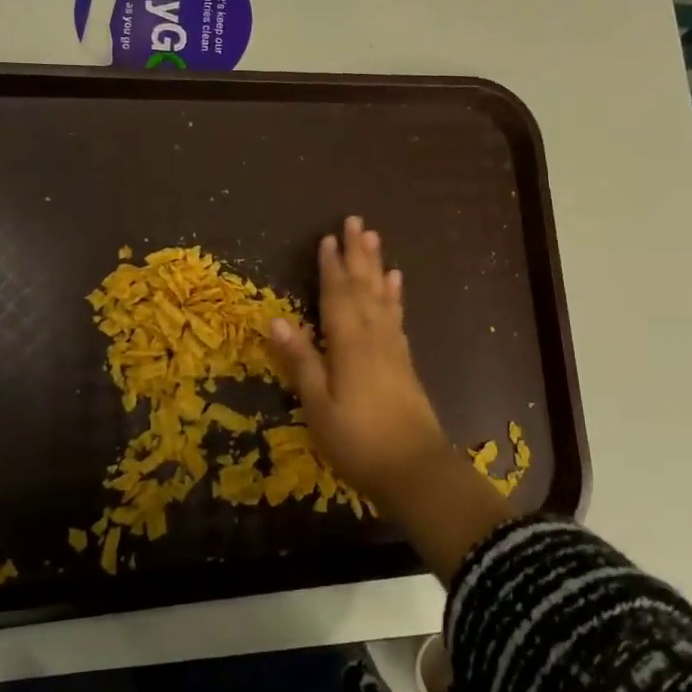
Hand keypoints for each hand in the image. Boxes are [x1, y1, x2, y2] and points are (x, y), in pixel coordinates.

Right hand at [269, 216, 450, 503]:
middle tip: (356, 221)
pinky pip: (397, 316)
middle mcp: (373, 336)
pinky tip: (396, 283)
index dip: (331, 266)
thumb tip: (277, 320)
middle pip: (363, 286)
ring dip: (377, 266)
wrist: (415, 470)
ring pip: (382, 296)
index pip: (337, 295)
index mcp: (348, 343)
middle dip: (358, 254)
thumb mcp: (318, 406)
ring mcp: (393, 347)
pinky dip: (394, 295)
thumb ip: (301, 361)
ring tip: (375, 238)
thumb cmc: (358, 441)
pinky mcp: (404, 361)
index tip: (328, 237)